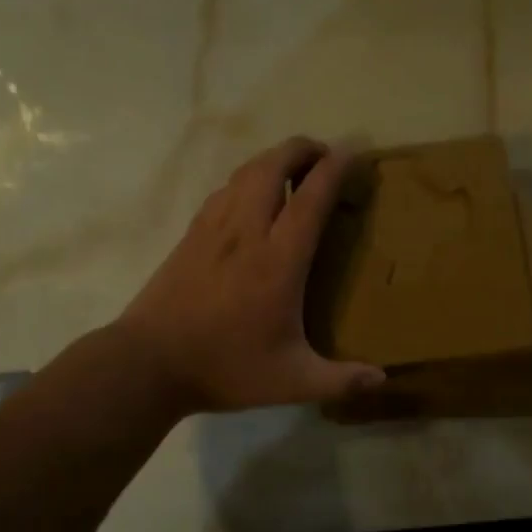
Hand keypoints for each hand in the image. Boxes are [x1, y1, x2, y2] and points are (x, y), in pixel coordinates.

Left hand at [117, 137, 385, 413]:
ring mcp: (213, 229)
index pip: (310, 198)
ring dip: (273, 160)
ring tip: (293, 169)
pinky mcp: (191, 235)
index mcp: (278, 261)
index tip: (352, 151)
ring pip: (245, 173)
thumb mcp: (290, 382)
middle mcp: (246, 232)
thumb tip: (382, 380)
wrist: (149, 364)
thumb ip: (340, 380)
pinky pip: (224, 190)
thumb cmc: (225, 368)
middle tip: (323, 156)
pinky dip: (246, 179)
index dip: (334, 168)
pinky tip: (250, 196)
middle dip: (301, 149)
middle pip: (273, 166)